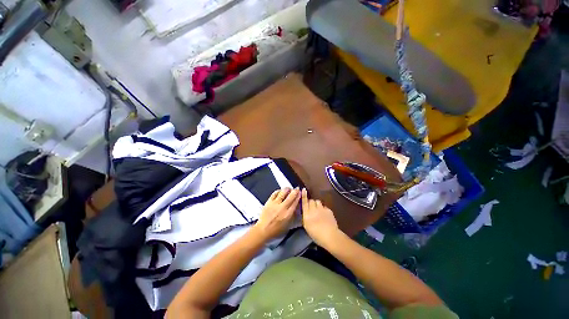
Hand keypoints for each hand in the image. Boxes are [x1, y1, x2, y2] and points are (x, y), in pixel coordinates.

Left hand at [252, 188, 300, 240]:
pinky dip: (278, 191)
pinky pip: (274, 193)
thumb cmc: (275, 230)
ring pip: (283, 192)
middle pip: (291, 196)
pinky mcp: (269, 202)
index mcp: (288, 214)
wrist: (263, 230)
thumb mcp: (288, 225)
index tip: (300, 193)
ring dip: (287, 189)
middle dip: (295, 191)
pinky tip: (280, 191)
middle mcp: (282, 208)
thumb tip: (296, 209)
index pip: (295, 202)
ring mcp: (275, 204)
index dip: (299, 196)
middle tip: (296, 188)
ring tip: (289, 188)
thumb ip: (293, 216)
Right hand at [301, 188, 340, 246]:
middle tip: (312, 208)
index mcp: (307, 215)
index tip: (303, 189)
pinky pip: (324, 206)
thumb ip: (306, 217)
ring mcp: (321, 209)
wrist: (330, 236)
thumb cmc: (316, 235)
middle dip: (311, 203)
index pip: (304, 202)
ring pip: (318, 201)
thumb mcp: (307, 226)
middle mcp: (313, 210)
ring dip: (317, 204)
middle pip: (311, 201)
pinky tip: (325, 215)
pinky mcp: (328, 210)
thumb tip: (306, 211)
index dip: (304, 195)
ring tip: (318, 210)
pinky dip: (323, 209)